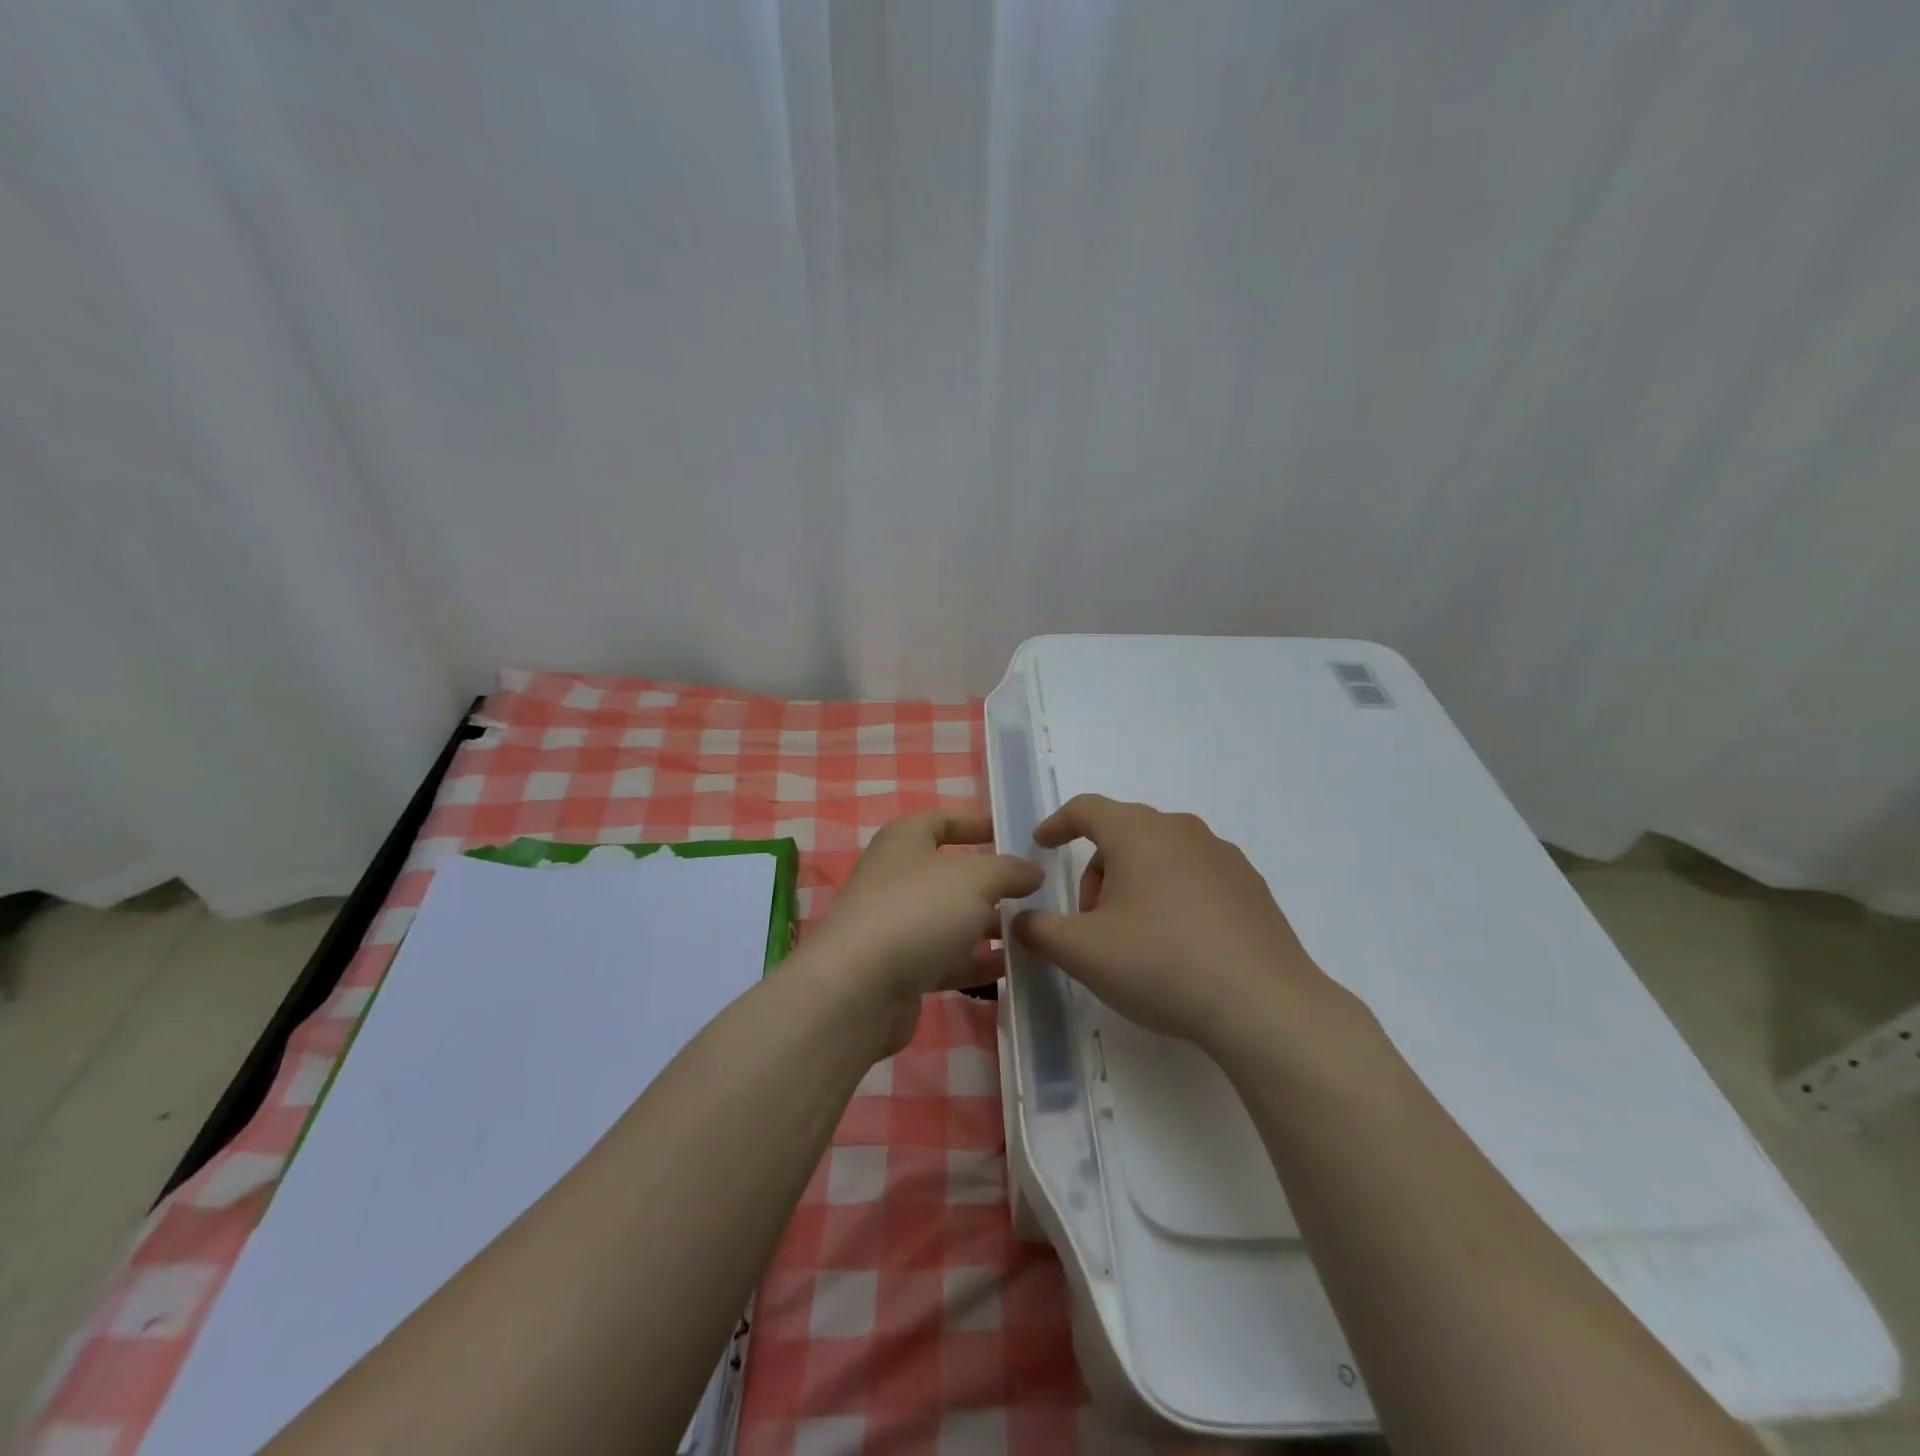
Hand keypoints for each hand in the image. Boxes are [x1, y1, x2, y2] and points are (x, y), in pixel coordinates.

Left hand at [803, 812, 1041, 1055]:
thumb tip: (1033, 870)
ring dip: (988, 925)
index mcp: (904, 841)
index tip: (1011, 836)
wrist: (859, 989)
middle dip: (992, 883)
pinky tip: (1011, 969)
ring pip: (950, 919)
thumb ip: (1009, 870)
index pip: (942, 822)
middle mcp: (896, 877)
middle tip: (1035, 892)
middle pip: (950, 874)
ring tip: (1033, 932)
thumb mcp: (975, 879)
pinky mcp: (899, 968)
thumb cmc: (918, 912)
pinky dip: (975, 961)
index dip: (975, 825)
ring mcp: (895, 925)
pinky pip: (946, 958)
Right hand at [1014, 795, 1343, 1053]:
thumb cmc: (1161, 964)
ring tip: (1135, 939)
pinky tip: (1179, 946)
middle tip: (1090, 921)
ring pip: (1160, 856)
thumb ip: (1039, 931)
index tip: (1042, 845)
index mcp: (1138, 832)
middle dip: (1097, 871)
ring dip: (1135, 885)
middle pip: (1123, 835)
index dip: (1057, 824)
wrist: (1264, 1006)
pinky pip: (1195, 877)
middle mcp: (1182, 830)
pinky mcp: (1252, 887)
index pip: (1086, 808)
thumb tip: (1021, 921)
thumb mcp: (1082, 952)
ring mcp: (1223, 856)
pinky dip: (1173, 897)